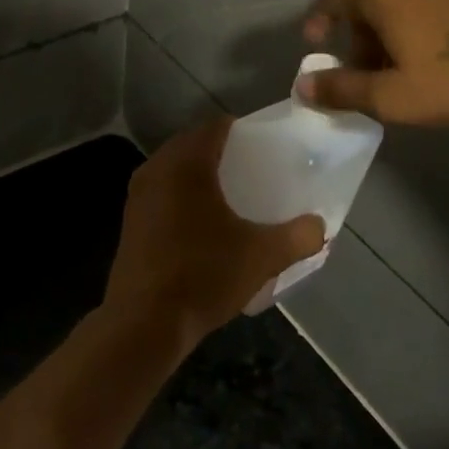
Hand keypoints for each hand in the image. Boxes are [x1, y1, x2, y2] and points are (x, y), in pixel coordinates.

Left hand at [104, 118, 326, 348]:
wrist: (144, 322)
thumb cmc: (203, 275)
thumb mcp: (261, 257)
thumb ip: (297, 237)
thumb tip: (319, 226)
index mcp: (187, 163)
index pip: (215, 126)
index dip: (240, 130)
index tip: (263, 146)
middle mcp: (157, 168)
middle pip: (192, 144)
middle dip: (220, 152)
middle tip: (251, 170)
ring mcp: (138, 194)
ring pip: (173, 169)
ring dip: (198, 174)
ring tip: (229, 196)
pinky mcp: (130, 220)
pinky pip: (161, 191)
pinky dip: (180, 195)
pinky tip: (201, 223)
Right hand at [300, 0, 448, 125]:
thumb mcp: (391, 96)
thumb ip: (342, 90)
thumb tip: (304, 86)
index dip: (318, 20)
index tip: (314, 44)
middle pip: (368, 0)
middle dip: (357, 36)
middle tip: (361, 72)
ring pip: (401, 2)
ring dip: (389, 33)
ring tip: (399, 70)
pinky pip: (429, 3)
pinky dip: (418, 26)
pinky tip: (435, 59)